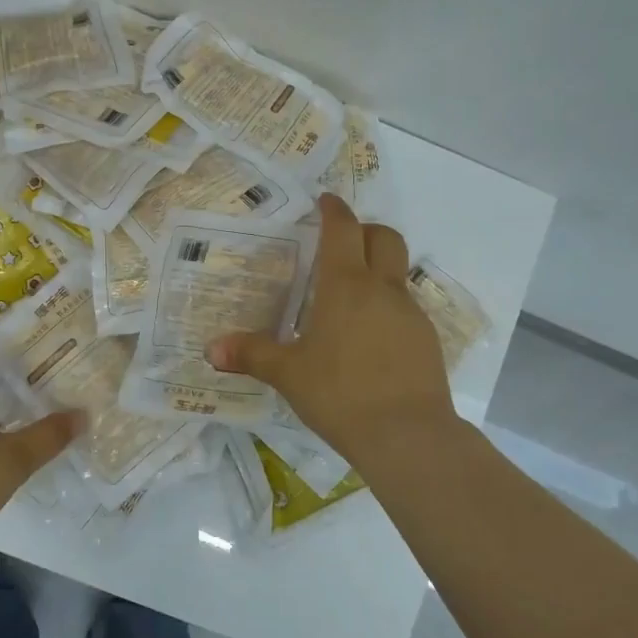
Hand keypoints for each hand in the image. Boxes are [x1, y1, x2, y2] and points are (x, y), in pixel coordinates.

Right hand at [208, 194, 456, 464]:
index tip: (325, 200)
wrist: (409, 436)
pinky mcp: (427, 340)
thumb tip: (211, 349)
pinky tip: (369, 338)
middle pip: (384, 237)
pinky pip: (405, 308)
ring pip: (397, 273)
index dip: (333, 210)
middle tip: (342, 241)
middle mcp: (383, 289)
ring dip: (377, 269)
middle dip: (364, 230)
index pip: (343, 229)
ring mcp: (411, 314)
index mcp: (345, 285)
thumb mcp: (288, 374)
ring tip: (348, 297)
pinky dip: (386, 307)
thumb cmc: (340, 393)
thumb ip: (252, 355)